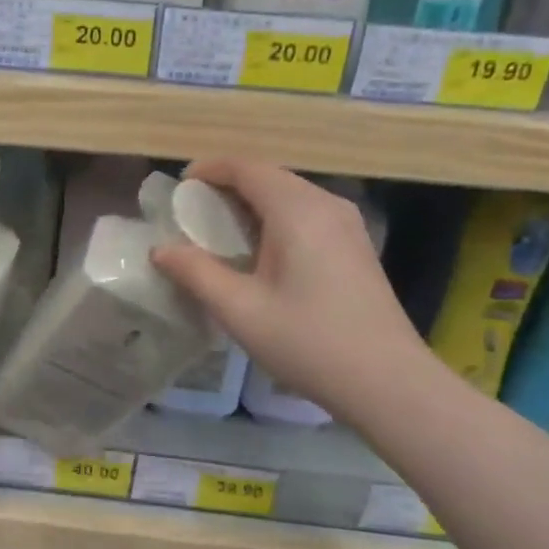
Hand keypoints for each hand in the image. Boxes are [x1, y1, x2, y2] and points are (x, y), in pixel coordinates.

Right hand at [150, 159, 428, 418]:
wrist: (387, 380)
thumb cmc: (308, 342)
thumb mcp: (240, 310)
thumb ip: (196, 273)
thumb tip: (161, 250)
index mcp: (296, 210)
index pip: (247, 168)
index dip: (210, 170)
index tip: (179, 188)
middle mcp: (326, 204)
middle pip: (270, 177)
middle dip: (228, 187)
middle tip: (193, 214)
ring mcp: (347, 224)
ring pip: (290, 195)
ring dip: (253, 203)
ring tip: (221, 233)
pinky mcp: (356, 245)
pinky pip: (307, 214)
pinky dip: (276, 219)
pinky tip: (262, 253)